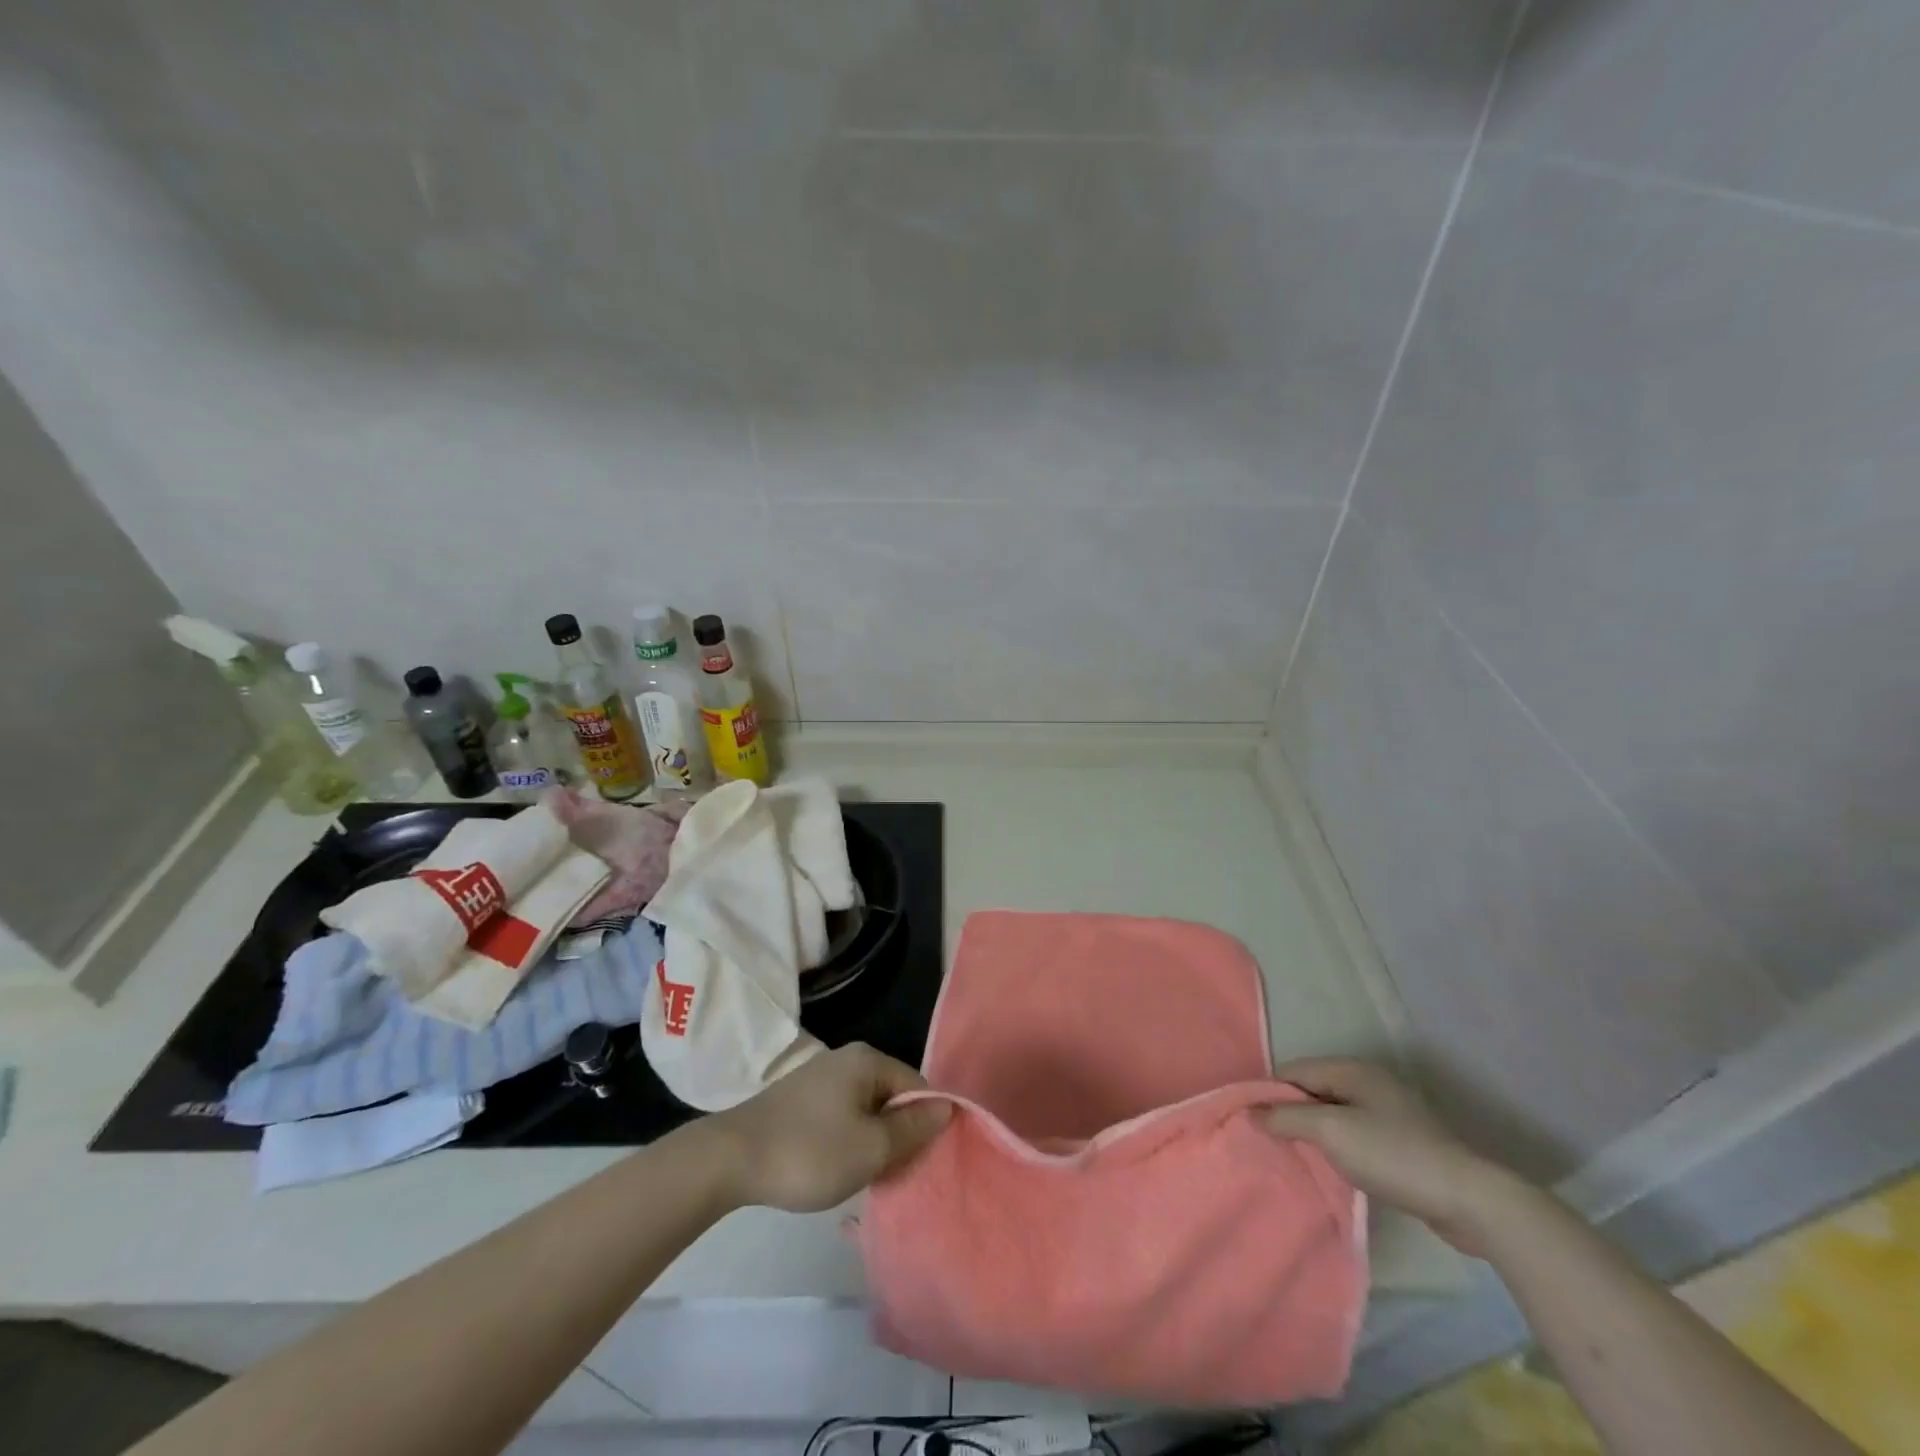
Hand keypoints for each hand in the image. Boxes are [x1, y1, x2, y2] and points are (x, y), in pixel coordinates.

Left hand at [707, 1044, 951, 1212]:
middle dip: (897, 1134)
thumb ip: (913, 1128)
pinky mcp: (800, 1098)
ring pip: (866, 1109)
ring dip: (872, 1140)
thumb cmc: (810, 1152)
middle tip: (891, 1173)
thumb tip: (947, 1107)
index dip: (925, 1124)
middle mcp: (846, 1058)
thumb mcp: (871, 1148)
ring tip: (864, 1175)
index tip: (919, 1162)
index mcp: (868, 1060)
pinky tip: (836, 1166)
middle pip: (892, 1096)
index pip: (917, 1086)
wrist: (731, 1159)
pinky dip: (847, 1139)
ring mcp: (820, 1076)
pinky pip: (842, 1114)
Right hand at [1265, 1058, 1520, 1253]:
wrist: (1470, 1201)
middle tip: (1269, 1141)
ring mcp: (1389, 1112)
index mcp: (1352, 1070)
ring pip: (1335, 1114)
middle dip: (1291, 1113)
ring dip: (1315, 1132)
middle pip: (1314, 1090)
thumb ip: (1287, 1118)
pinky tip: (1332, 1168)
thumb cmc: (1394, 1156)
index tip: (1251, 1120)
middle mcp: (1369, 1083)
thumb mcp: (1331, 1133)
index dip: (1270, 1093)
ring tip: (1294, 1156)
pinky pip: (1355, 1135)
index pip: (1295, 1070)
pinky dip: (1338, 1147)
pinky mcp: (1403, 1143)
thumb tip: (1251, 1112)